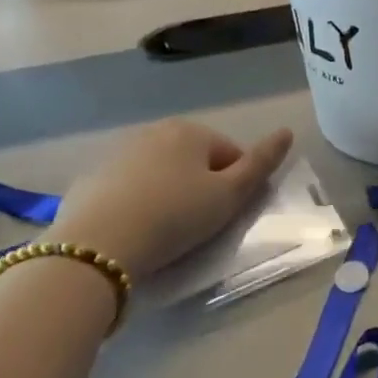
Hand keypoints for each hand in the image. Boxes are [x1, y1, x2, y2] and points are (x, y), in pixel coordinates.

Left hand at [48, 118, 293, 279]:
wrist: (97, 247)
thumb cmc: (176, 217)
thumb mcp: (230, 195)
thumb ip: (261, 163)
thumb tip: (286, 132)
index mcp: (191, 130)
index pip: (231, 154)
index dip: (237, 185)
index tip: (226, 214)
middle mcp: (153, 131)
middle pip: (194, 160)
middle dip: (201, 186)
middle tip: (198, 223)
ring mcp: (117, 153)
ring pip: (160, 172)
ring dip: (169, 193)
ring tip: (166, 229)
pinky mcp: (91, 179)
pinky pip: (129, 188)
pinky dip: (137, 202)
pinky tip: (134, 229)